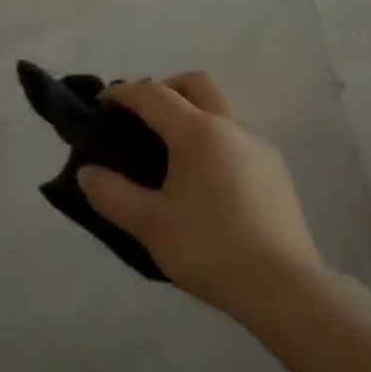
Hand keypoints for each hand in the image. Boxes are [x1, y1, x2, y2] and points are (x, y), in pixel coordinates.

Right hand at [77, 73, 323, 318]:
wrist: (283, 286)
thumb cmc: (209, 248)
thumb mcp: (149, 225)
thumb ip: (111, 194)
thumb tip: (87, 171)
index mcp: (198, 132)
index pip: (153, 94)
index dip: (123, 93)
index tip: (101, 103)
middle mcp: (231, 127)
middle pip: (195, 86)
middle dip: (164, 90)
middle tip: (140, 119)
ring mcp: (259, 147)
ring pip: (219, 113)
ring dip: (190, 118)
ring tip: (168, 158)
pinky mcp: (276, 171)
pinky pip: (236, 140)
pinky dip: (212, 143)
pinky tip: (204, 184)